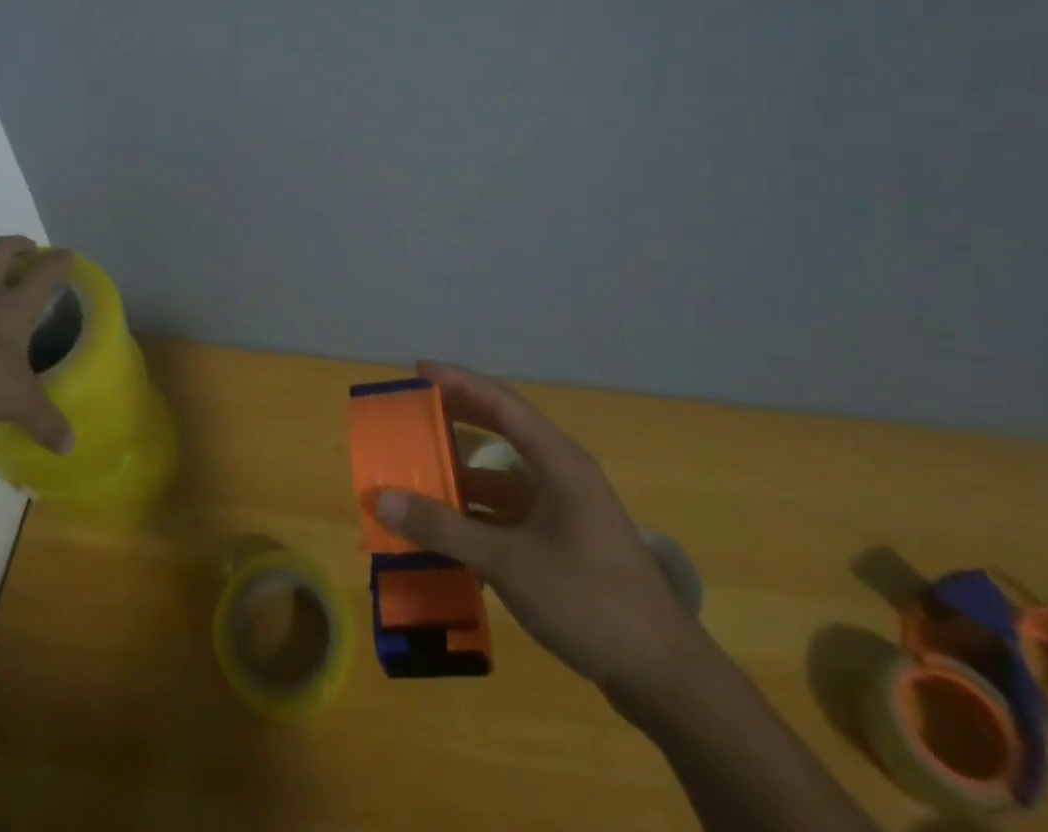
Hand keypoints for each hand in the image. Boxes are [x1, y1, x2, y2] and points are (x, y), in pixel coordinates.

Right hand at [374, 360, 701, 700]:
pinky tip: (448, 533)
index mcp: (558, 461)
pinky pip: (511, 513)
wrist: (665, 678)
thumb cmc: (588, 600)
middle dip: (456, 420)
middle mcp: (562, 474)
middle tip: (412, 413)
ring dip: (463, 476)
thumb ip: (444, 529)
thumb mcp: (508, 562)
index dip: (459, 381)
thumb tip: (381, 500)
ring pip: (504, 477)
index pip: (501, 402)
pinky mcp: (565, 543)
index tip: (418, 369)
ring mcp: (566, 510)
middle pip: (502, 431)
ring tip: (418, 475)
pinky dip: (478, 516)